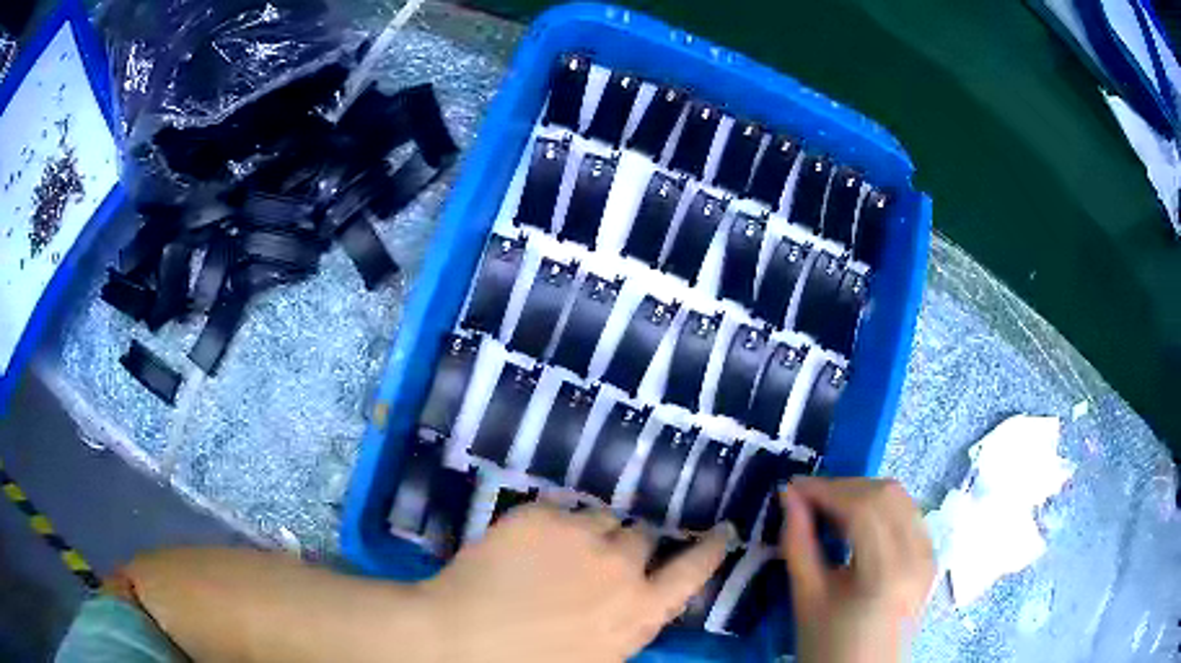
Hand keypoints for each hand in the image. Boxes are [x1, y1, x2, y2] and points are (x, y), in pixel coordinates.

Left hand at [422, 504, 729, 662]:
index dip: (710, 549)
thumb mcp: (597, 659)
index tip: (722, 529)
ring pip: (602, 518)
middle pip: (642, 538)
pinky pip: (560, 507)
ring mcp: (579, 536)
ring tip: (559, 552)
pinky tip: (529, 544)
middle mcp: (620, 568)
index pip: (692, 571)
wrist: (458, 640)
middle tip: (597, 562)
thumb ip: (627, 626)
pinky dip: (552, 524)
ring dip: (590, 533)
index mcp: (638, 613)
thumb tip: (637, 603)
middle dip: (626, 548)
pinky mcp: (539, 516)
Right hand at [780, 478, 934, 662]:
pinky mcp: (931, 558)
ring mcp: (930, 554)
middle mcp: (918, 554)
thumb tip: (789, 497)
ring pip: (901, 498)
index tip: (793, 487)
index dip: (827, 489)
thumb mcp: (807, 599)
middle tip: (809, 499)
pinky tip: (858, 523)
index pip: (863, 507)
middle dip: (845, 487)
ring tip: (830, 508)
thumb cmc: (829, 646)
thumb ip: (798, 544)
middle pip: (887, 494)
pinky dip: (882, 508)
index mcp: (887, 572)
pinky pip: (909, 515)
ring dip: (864, 494)